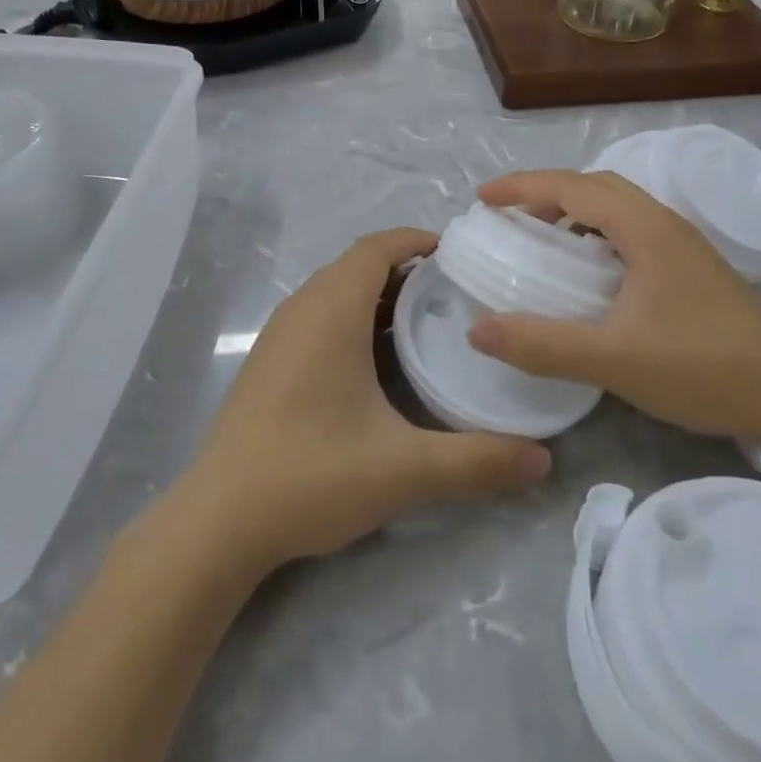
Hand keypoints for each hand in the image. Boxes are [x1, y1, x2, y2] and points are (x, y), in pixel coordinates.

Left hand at [183, 228, 551, 570]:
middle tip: (456, 293)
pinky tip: (377, 362)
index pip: (376, 248)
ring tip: (426, 322)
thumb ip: (477, 462)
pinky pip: (318, 315)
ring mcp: (279, 334)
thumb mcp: (403, 470)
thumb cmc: (310, 475)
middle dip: (406, 269)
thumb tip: (543, 459)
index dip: (417, 241)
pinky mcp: (269, 361)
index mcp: (331, 311)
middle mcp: (302, 309)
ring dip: (378, 295)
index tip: (460, 255)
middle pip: (358, 265)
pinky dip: (353, 317)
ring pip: (336, 291)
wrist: (217, 520)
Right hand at [467, 170, 760, 441]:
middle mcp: (664, 223)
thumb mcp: (613, 360)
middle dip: (545, 193)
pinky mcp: (691, 267)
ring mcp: (682, 244)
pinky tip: (588, 273)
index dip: (521, 187)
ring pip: (616, 207)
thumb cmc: (702, 368)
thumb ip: (542, 344)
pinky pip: (631, 230)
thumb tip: (477, 330)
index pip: (571, 187)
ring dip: (573, 212)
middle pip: (594, 186)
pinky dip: (595, 234)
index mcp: (644, 228)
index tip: (481, 198)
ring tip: (541, 240)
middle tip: (508, 217)